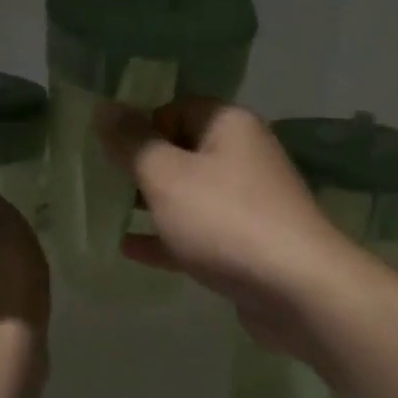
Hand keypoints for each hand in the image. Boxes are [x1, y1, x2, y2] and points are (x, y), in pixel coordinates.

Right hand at [96, 99, 359, 357]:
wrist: (296, 289)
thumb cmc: (224, 220)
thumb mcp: (166, 176)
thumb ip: (132, 142)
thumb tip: (104, 107)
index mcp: (229, 126)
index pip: (177, 107)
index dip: (141, 124)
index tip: (109, 150)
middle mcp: (242, 157)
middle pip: (182, 151)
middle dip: (142, 167)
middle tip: (100, 182)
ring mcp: (247, 203)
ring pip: (188, 195)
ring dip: (151, 203)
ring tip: (107, 213)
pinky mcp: (245, 244)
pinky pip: (197, 232)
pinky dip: (167, 237)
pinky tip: (129, 249)